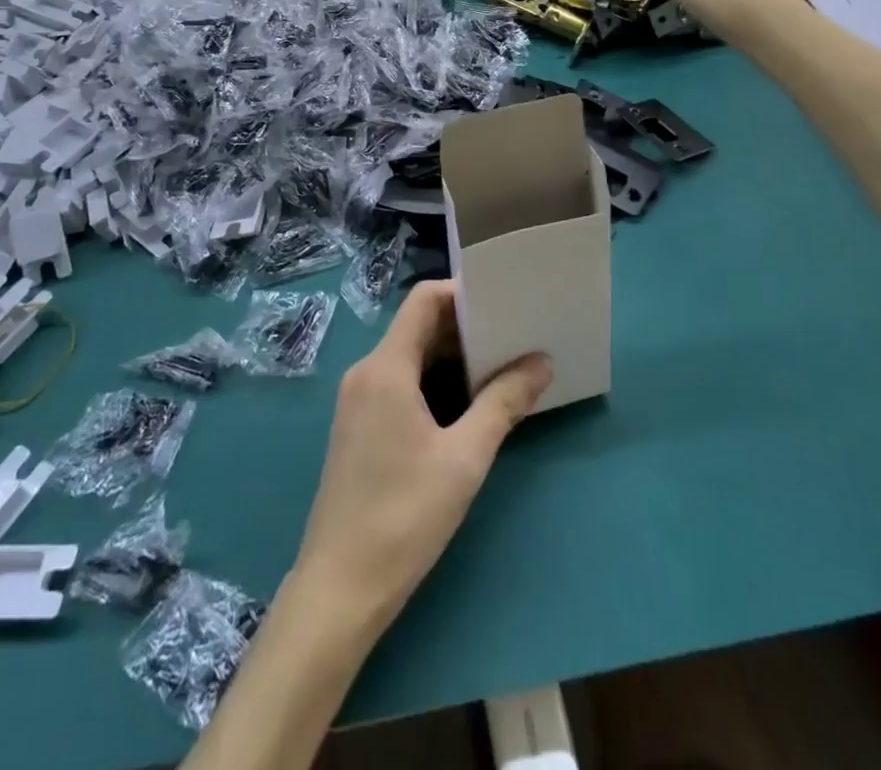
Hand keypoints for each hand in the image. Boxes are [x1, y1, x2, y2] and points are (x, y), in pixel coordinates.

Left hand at [290, 280, 550, 634]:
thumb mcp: (464, 459)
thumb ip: (503, 404)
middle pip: (417, 327)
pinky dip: (433, 382)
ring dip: (451, 358)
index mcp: (385, 368)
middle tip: (512, 337)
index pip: (423, 300)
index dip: (462, 293)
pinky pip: (399, 383)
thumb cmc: (403, 516)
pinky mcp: (358, 426)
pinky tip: (466, 406)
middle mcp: (366, 373)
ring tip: (499, 368)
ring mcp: (358, 400)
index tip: (503, 305)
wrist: (339, 588)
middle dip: (464, 329)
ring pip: (410, 357)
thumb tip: (541, 362)